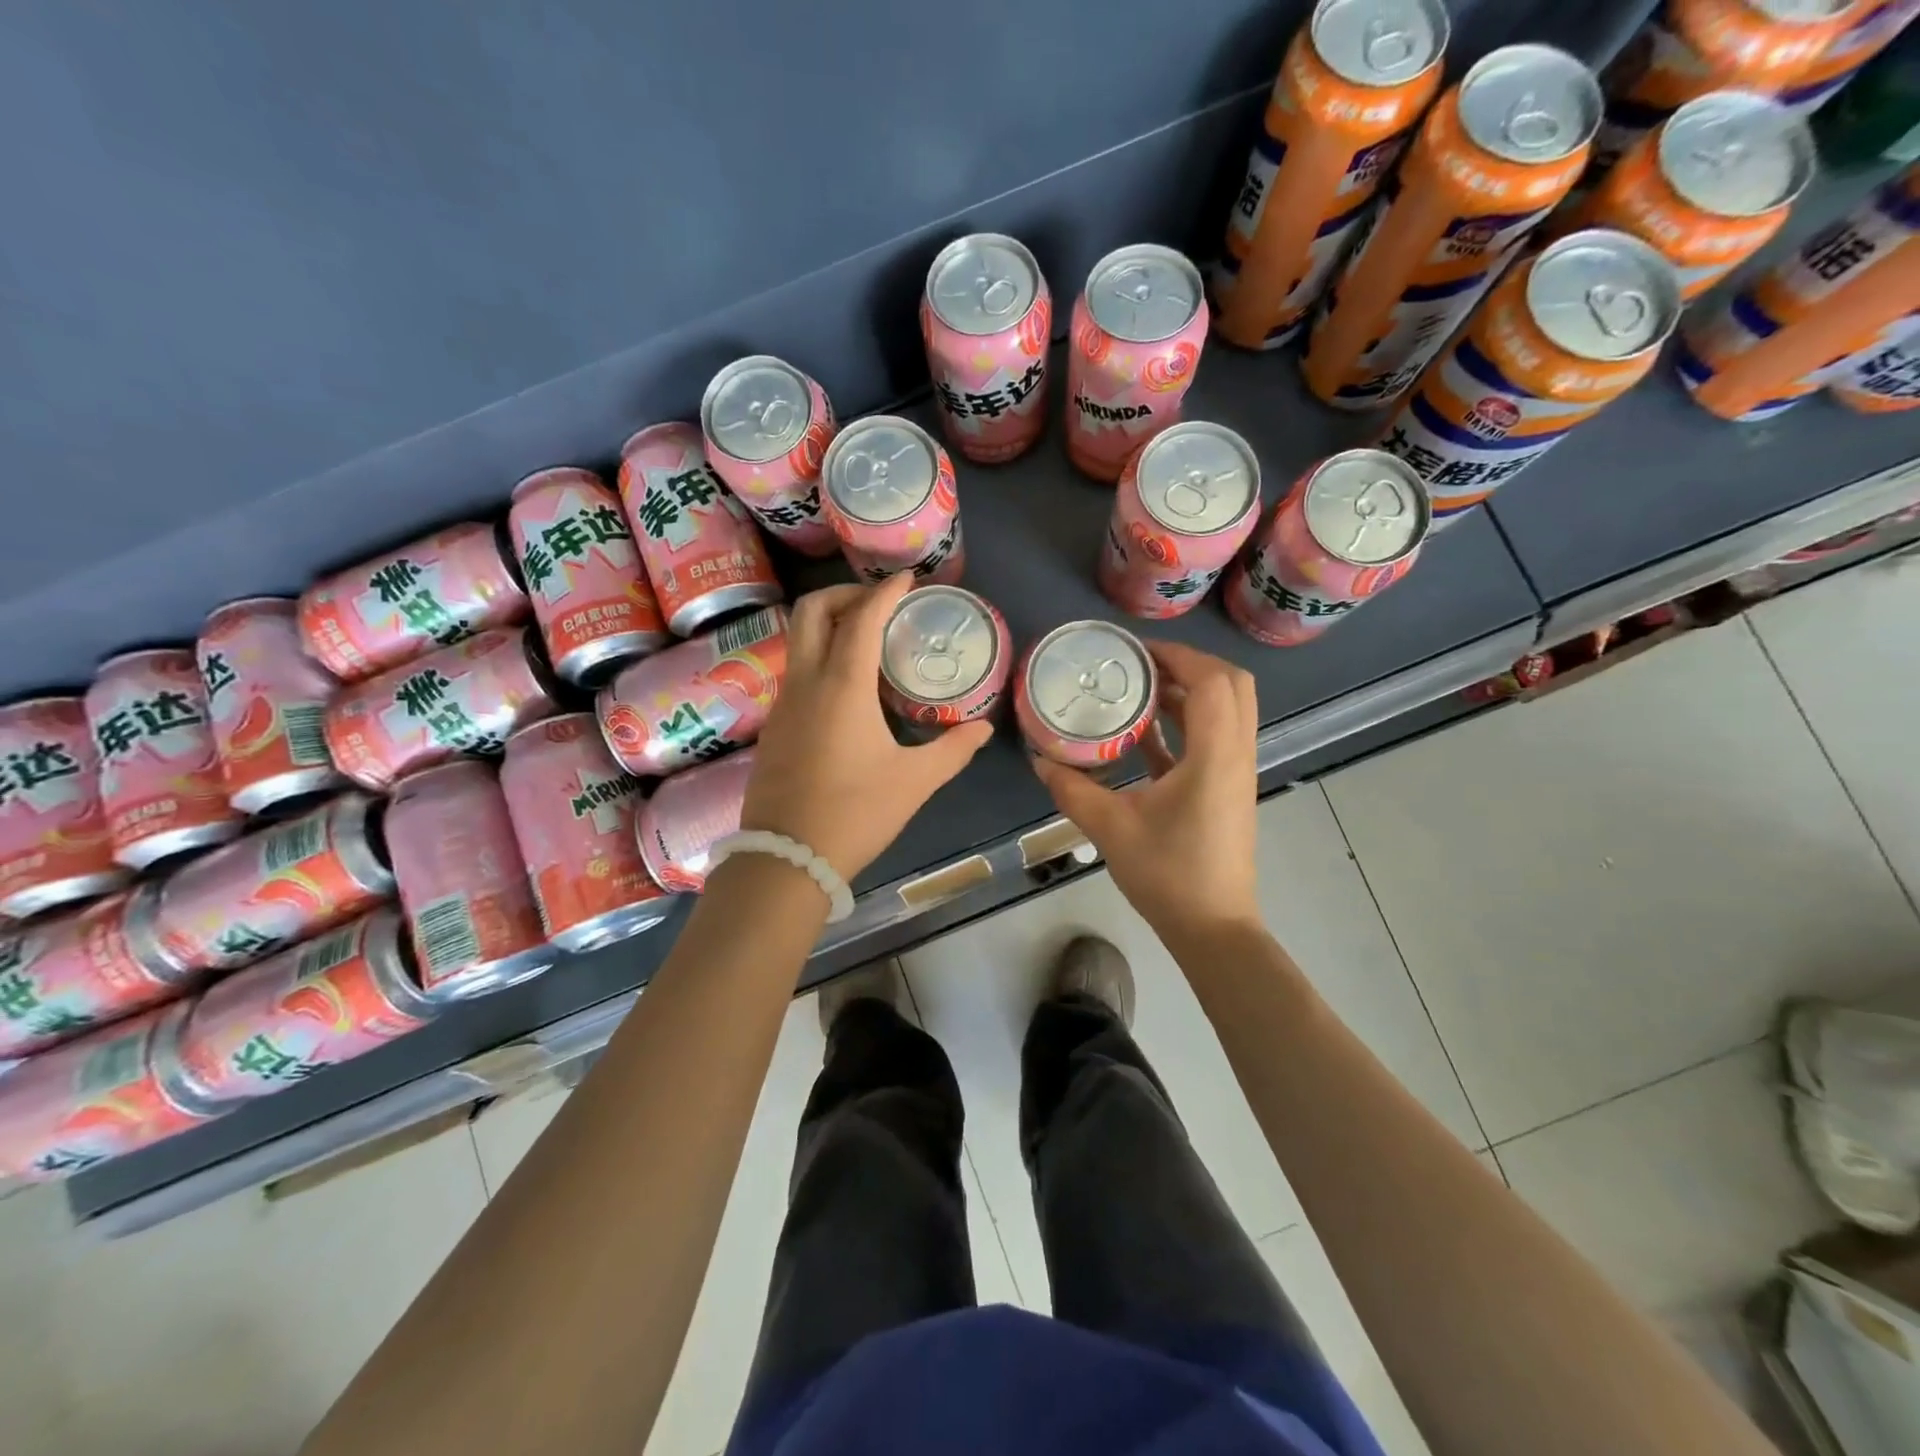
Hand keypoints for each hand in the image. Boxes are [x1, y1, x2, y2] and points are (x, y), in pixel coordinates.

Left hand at [741, 574, 992, 882]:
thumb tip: (981, 727)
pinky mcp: (774, 726)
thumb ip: (952, 749)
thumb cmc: (856, 813)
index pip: (862, 618)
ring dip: (829, 625)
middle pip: (812, 611)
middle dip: (844, 594)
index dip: (886, 591)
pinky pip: (795, 671)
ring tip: (867, 642)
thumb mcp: (915, 781)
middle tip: (879, 604)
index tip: (908, 578)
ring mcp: (783, 703)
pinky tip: (846, 688)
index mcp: (842, 686)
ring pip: (798, 640)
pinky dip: (820, 657)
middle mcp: (805, 682)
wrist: (786, 858)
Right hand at [1032, 641, 1260, 942]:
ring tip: (1141, 689)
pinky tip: (1145, 733)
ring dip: (1190, 693)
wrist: (1213, 927)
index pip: (1212, 682)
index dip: (1178, 656)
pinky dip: (1188, 724)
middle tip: (1143, 665)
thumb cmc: (1168, 875)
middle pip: (1233, 686)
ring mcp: (1237, 772)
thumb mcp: (1111, 829)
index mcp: (1215, 756)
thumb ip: (1073, 789)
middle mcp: (1236, 755)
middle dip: (1190, 665)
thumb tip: (1040, 760)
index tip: (1136, 652)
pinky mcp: (1229, 789)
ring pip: (1229, 711)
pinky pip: (1216, 738)